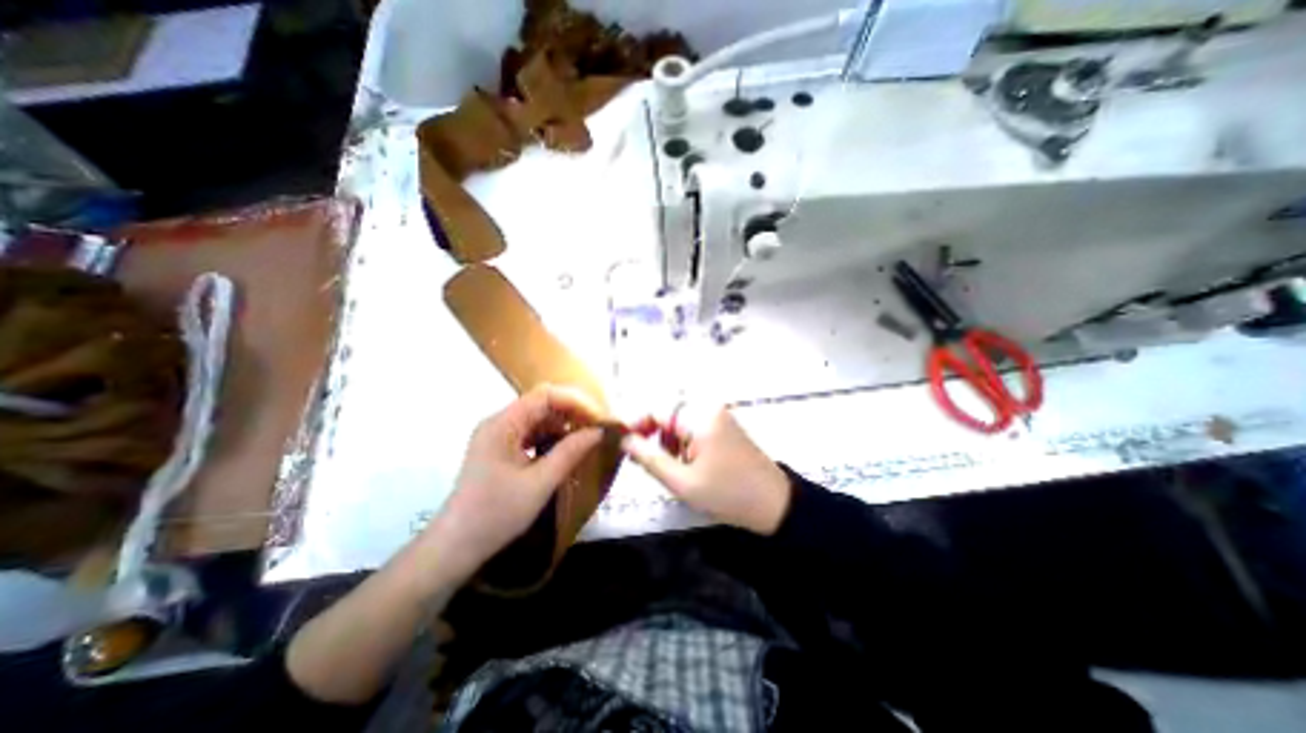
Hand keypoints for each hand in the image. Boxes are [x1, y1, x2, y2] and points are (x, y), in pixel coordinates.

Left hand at [426, 386, 604, 580]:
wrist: (455, 548)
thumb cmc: (496, 514)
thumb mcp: (540, 483)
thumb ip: (571, 452)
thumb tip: (599, 431)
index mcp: (502, 424)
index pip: (545, 395)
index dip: (575, 401)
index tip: (599, 418)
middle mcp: (499, 423)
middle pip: (542, 404)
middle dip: (572, 413)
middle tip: (597, 429)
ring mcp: (498, 436)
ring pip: (538, 419)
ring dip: (563, 427)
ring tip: (586, 440)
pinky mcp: (500, 450)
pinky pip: (531, 434)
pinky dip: (551, 439)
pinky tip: (566, 451)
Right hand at [618, 403, 788, 535]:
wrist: (774, 504)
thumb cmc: (727, 494)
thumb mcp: (682, 482)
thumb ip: (649, 459)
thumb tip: (624, 440)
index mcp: (700, 417)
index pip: (658, 410)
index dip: (638, 424)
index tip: (625, 445)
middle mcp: (710, 409)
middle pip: (669, 415)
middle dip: (655, 436)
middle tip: (647, 463)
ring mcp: (720, 417)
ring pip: (681, 422)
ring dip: (670, 441)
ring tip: (671, 468)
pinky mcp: (725, 427)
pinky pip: (695, 428)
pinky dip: (685, 443)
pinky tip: (688, 464)